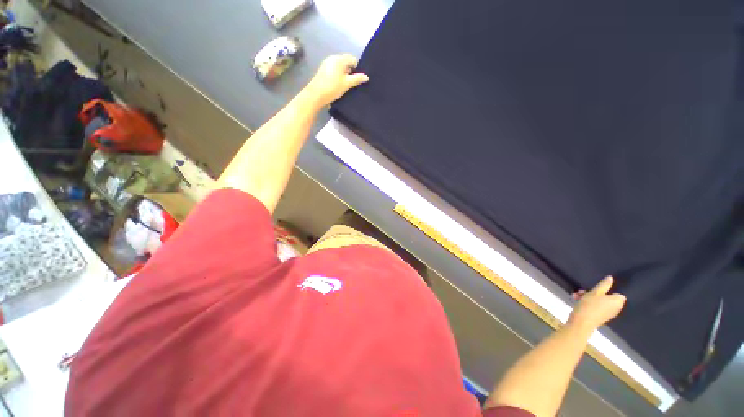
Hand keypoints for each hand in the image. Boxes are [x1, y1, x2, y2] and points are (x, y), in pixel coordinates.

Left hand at [304, 54, 368, 107]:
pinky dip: (338, 75)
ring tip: (346, 85)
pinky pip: (334, 70)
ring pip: (340, 66)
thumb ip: (357, 79)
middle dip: (351, 71)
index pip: (352, 59)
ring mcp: (327, 63)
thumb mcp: (347, 84)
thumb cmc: (332, 88)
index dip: (357, 68)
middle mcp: (333, 58)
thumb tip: (366, 77)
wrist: (315, 95)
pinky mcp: (323, 70)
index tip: (358, 79)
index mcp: (339, 59)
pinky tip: (339, 85)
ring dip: (344, 74)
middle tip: (353, 83)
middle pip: (346, 62)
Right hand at [567, 276, 625, 332]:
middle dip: (594, 293)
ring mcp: (607, 313)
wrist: (581, 322)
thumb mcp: (595, 292)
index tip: (597, 288)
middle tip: (583, 290)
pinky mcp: (599, 317)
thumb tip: (611, 278)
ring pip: (599, 301)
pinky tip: (577, 301)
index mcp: (617, 302)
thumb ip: (604, 284)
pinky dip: (588, 303)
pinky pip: (596, 307)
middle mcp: (615, 308)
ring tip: (577, 295)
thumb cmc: (589, 305)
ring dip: (588, 297)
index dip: (608, 290)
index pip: (618, 293)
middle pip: (607, 297)